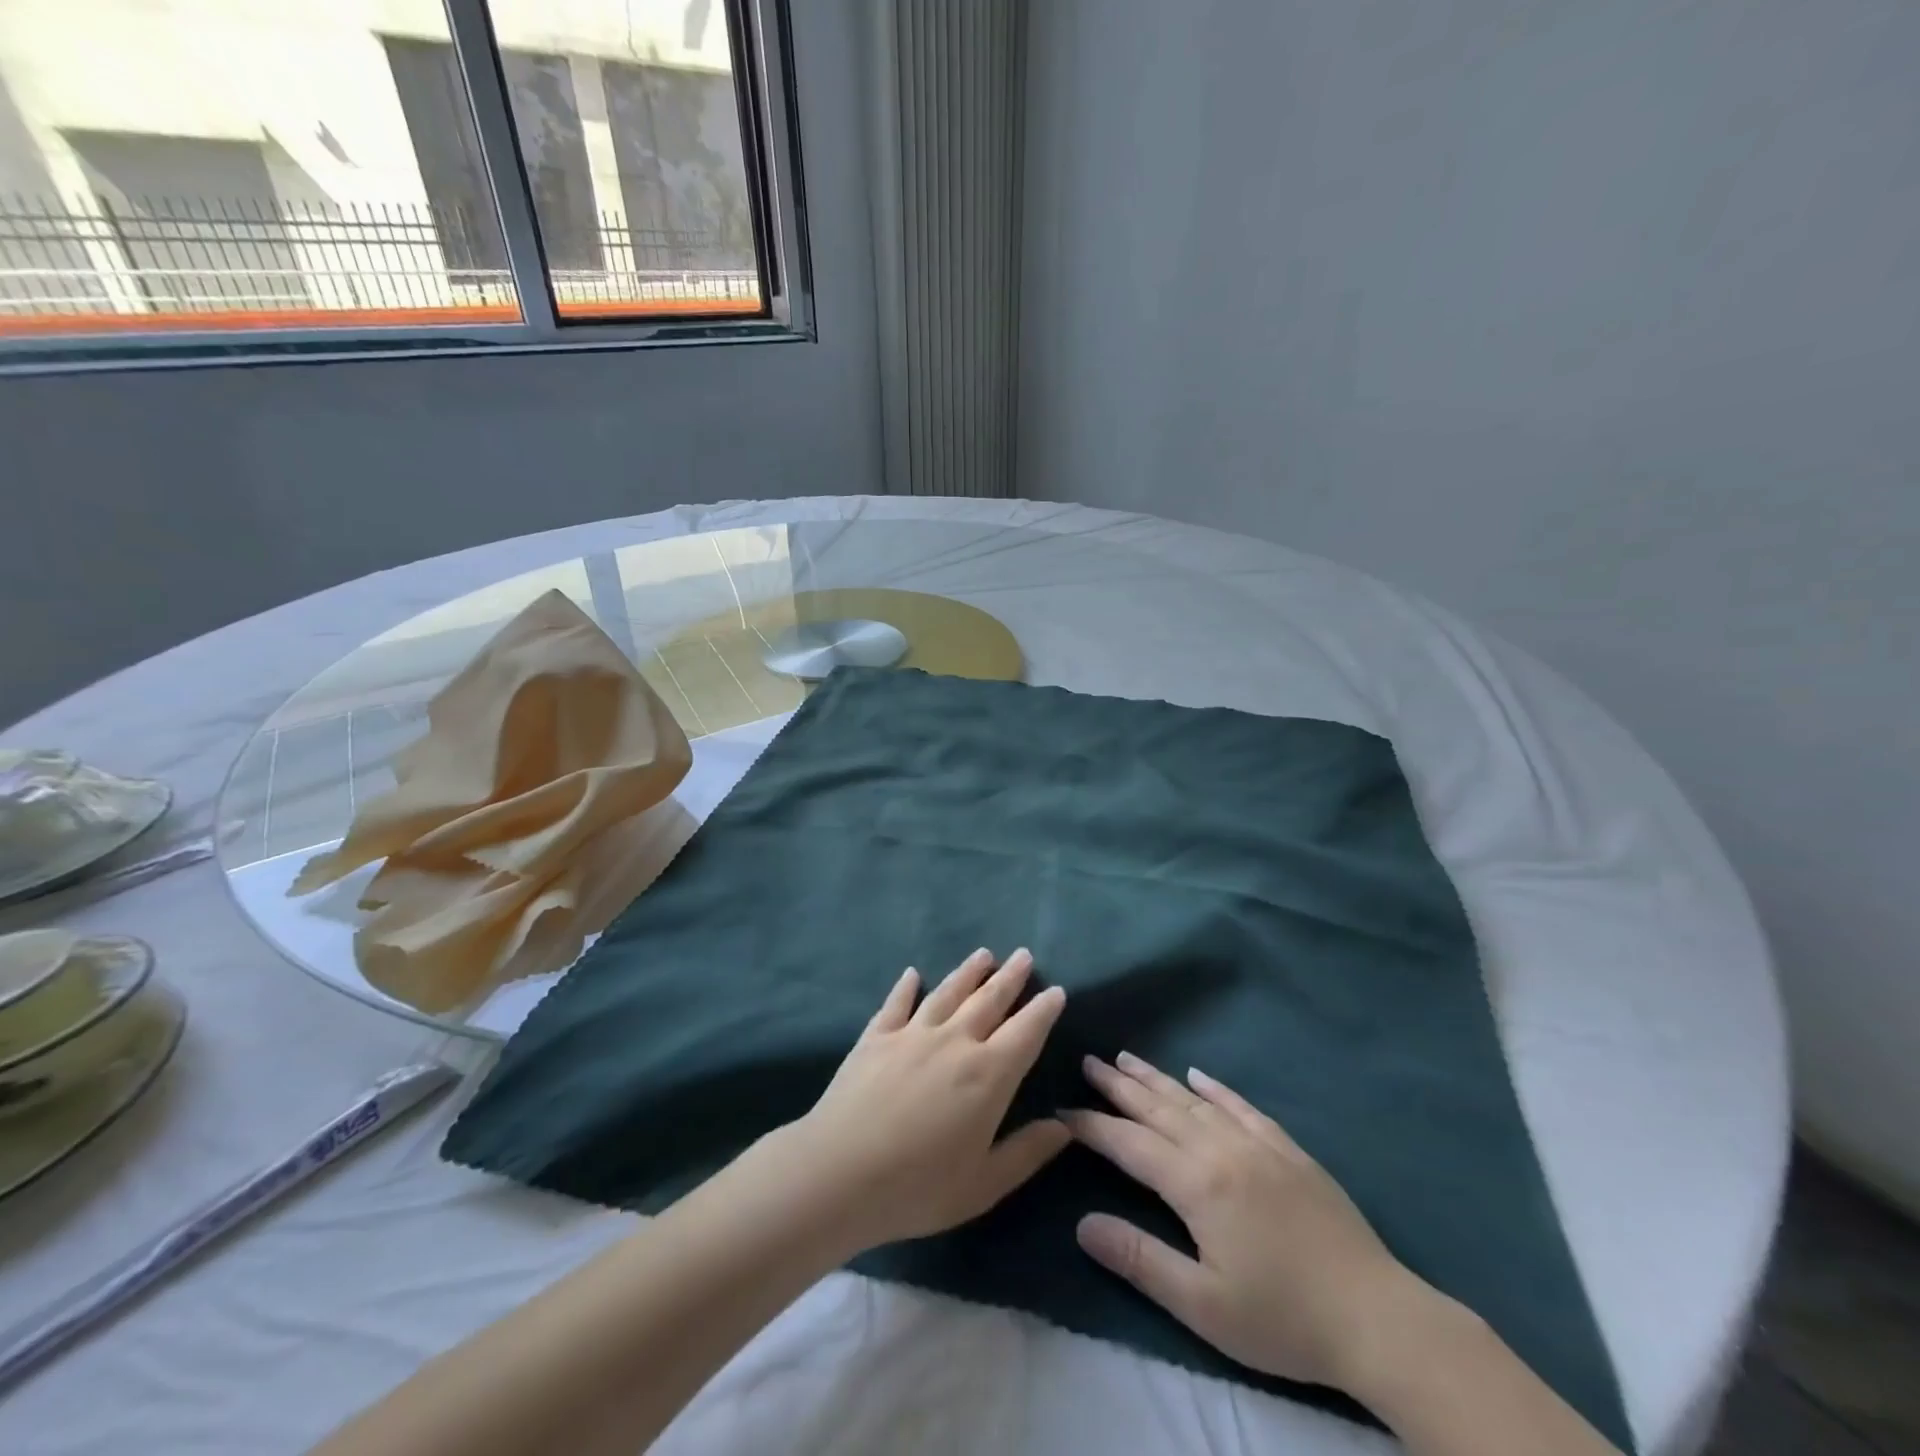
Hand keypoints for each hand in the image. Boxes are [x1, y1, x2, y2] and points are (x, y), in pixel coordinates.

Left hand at [777, 947, 1069, 1253]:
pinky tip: (912, 974)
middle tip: (1024, 954)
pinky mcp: (876, 1037)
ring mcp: (912, 1034)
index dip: (1043, 1010)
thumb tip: (1064, 1126)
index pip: (1025, 1032)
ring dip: (968, 972)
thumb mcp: (984, 1185)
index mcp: (988, 1075)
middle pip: (988, 1001)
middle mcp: (954, 1042)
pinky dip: (906, 987)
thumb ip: (1027, 1153)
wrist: (839, 1172)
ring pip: (947, 993)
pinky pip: (897, 1004)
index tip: (1056, 990)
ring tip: (983, 954)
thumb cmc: (918, 1187)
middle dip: (1010, 978)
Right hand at [1068, 1052, 1437, 1392]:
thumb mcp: (1203, 1306)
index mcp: (1196, 1184)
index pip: (1129, 1144)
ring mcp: (1257, 1144)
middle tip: (1089, 1061)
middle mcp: (1221, 1149)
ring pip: (1194, 1100)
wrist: (1378, 1318)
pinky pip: (1242, 1106)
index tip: (1062, 1110)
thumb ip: (1140, 1259)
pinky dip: (1215, 1088)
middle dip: (1119, 1086)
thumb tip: (1082, 1223)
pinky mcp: (1288, 1150)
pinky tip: (1199, 1075)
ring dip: (1156, 1078)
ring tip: (1126, 1058)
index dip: (1092, 1126)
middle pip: (1158, 1108)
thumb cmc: (1284, 1319)